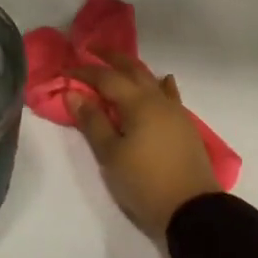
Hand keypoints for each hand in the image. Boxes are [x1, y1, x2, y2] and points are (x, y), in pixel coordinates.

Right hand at [66, 52, 221, 239]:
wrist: (192, 209)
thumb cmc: (144, 182)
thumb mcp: (111, 154)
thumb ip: (92, 122)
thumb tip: (73, 94)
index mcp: (138, 103)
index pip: (106, 78)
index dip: (85, 71)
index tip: (65, 69)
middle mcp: (158, 100)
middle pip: (133, 70)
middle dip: (111, 58)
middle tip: (92, 48)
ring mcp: (175, 112)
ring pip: (152, 80)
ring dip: (134, 69)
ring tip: (119, 65)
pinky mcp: (184, 126)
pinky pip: (169, 95)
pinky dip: (160, 85)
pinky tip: (162, 82)